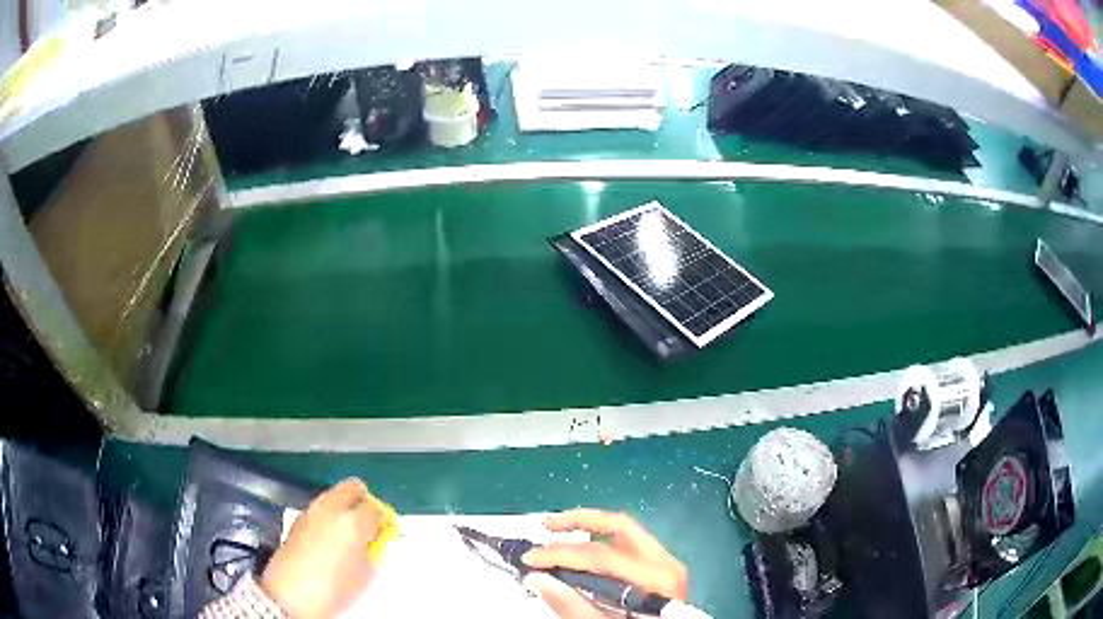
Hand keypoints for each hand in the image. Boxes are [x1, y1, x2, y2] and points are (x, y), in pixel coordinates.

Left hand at [261, 478, 385, 618]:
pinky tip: (330, 539)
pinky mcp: (297, 520)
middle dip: (363, 501)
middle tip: (369, 523)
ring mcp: (311, 511)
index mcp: (353, 521)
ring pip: (334, 496)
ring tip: (349, 534)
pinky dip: (329, 517)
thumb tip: (372, 541)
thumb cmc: (334, 587)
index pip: (376, 507)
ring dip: (344, 508)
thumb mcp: (365, 575)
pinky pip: (320, 509)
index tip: (386, 532)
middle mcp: (330, 508)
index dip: (384, 519)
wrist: (290, 595)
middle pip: (352, 488)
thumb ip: (373, 551)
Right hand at [521, 509, 688, 617]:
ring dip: (590, 527)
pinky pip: (629, 545)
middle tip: (547, 525)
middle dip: (580, 521)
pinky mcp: (661, 570)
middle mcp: (665, 563)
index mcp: (655, 578)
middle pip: (619, 526)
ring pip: (625, 531)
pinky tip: (582, 549)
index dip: (561, 554)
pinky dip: (602, 542)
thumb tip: (537, 578)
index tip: (530, 558)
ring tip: (558, 531)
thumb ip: (571, 604)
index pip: (601, 555)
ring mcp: (666, 564)